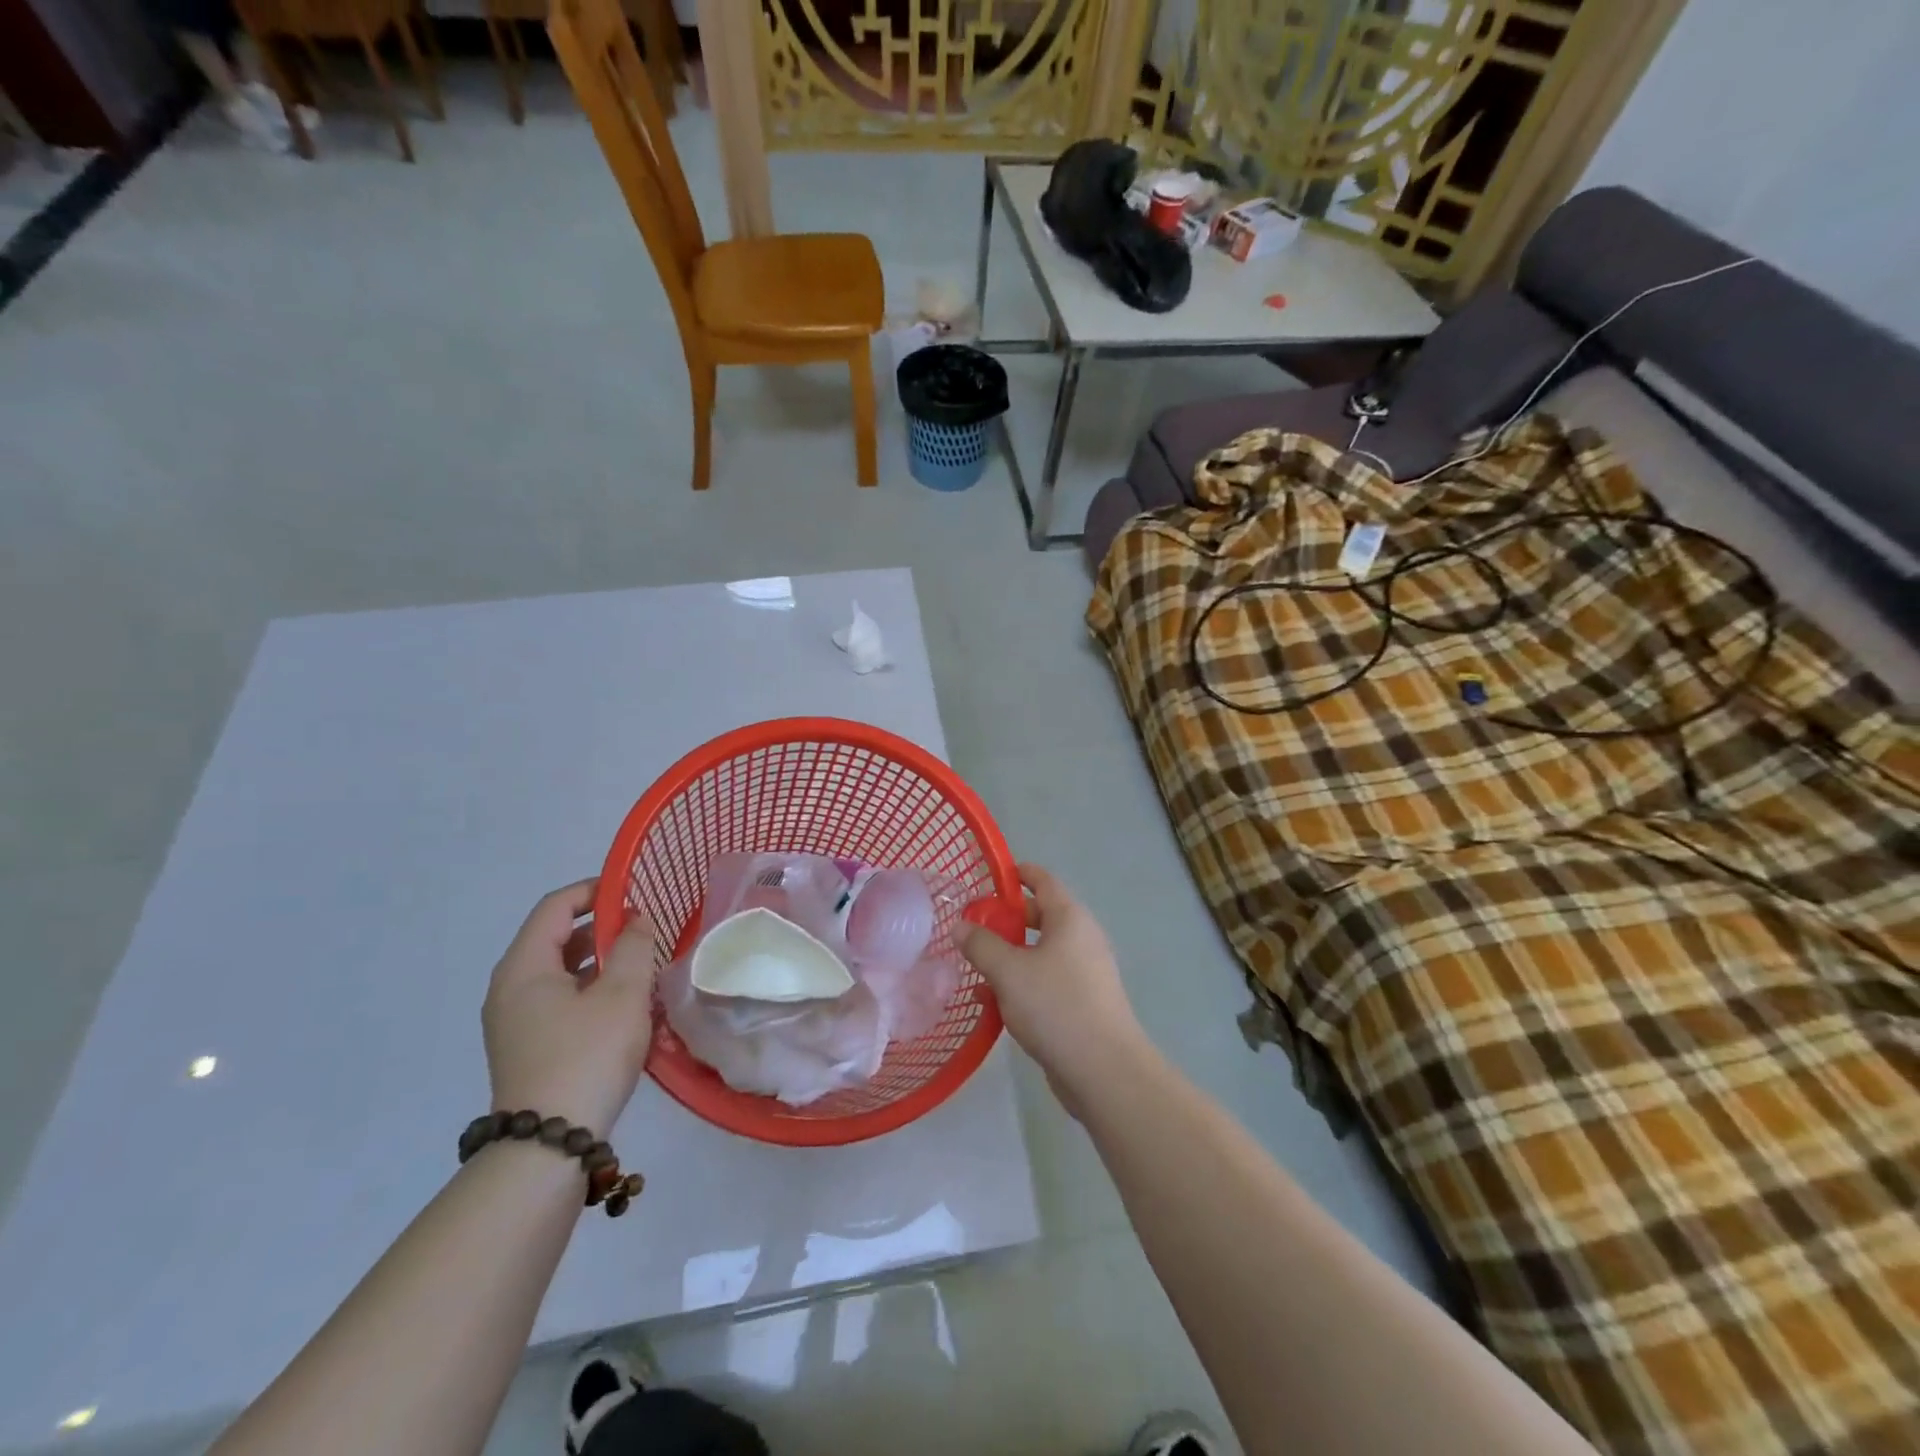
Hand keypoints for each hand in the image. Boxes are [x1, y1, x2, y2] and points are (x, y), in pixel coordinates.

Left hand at [483, 880, 657, 1137]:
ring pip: (560, 971)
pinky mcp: (526, 1045)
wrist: (548, 1145)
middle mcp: (510, 988)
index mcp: (524, 967)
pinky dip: (590, 988)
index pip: (555, 906)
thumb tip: (637, 919)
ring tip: (641, 964)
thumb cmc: (587, 1056)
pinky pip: (559, 998)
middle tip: (645, 929)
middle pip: (556, 937)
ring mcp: (515, 1020)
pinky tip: (625, 1003)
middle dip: (602, 927)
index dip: (594, 890)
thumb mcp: (622, 994)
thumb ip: (634, 947)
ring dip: (600, 960)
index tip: (634, 892)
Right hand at [960, 863, 1149, 1109]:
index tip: (991, 876)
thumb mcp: (1008, 971)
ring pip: (1040, 952)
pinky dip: (1020, 983)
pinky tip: (991, 1003)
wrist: (1103, 1070)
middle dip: (1007, 919)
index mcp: (1070, 919)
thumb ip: (981, 945)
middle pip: (1040, 916)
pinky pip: (1045, 981)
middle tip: (973, 925)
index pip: (1043, 881)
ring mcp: (1084, 973)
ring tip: (974, 965)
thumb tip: (960, 926)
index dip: (1018, 874)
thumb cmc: (1056, 1006)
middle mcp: (1081, 939)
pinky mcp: (1081, 1003)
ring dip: (1009, 955)